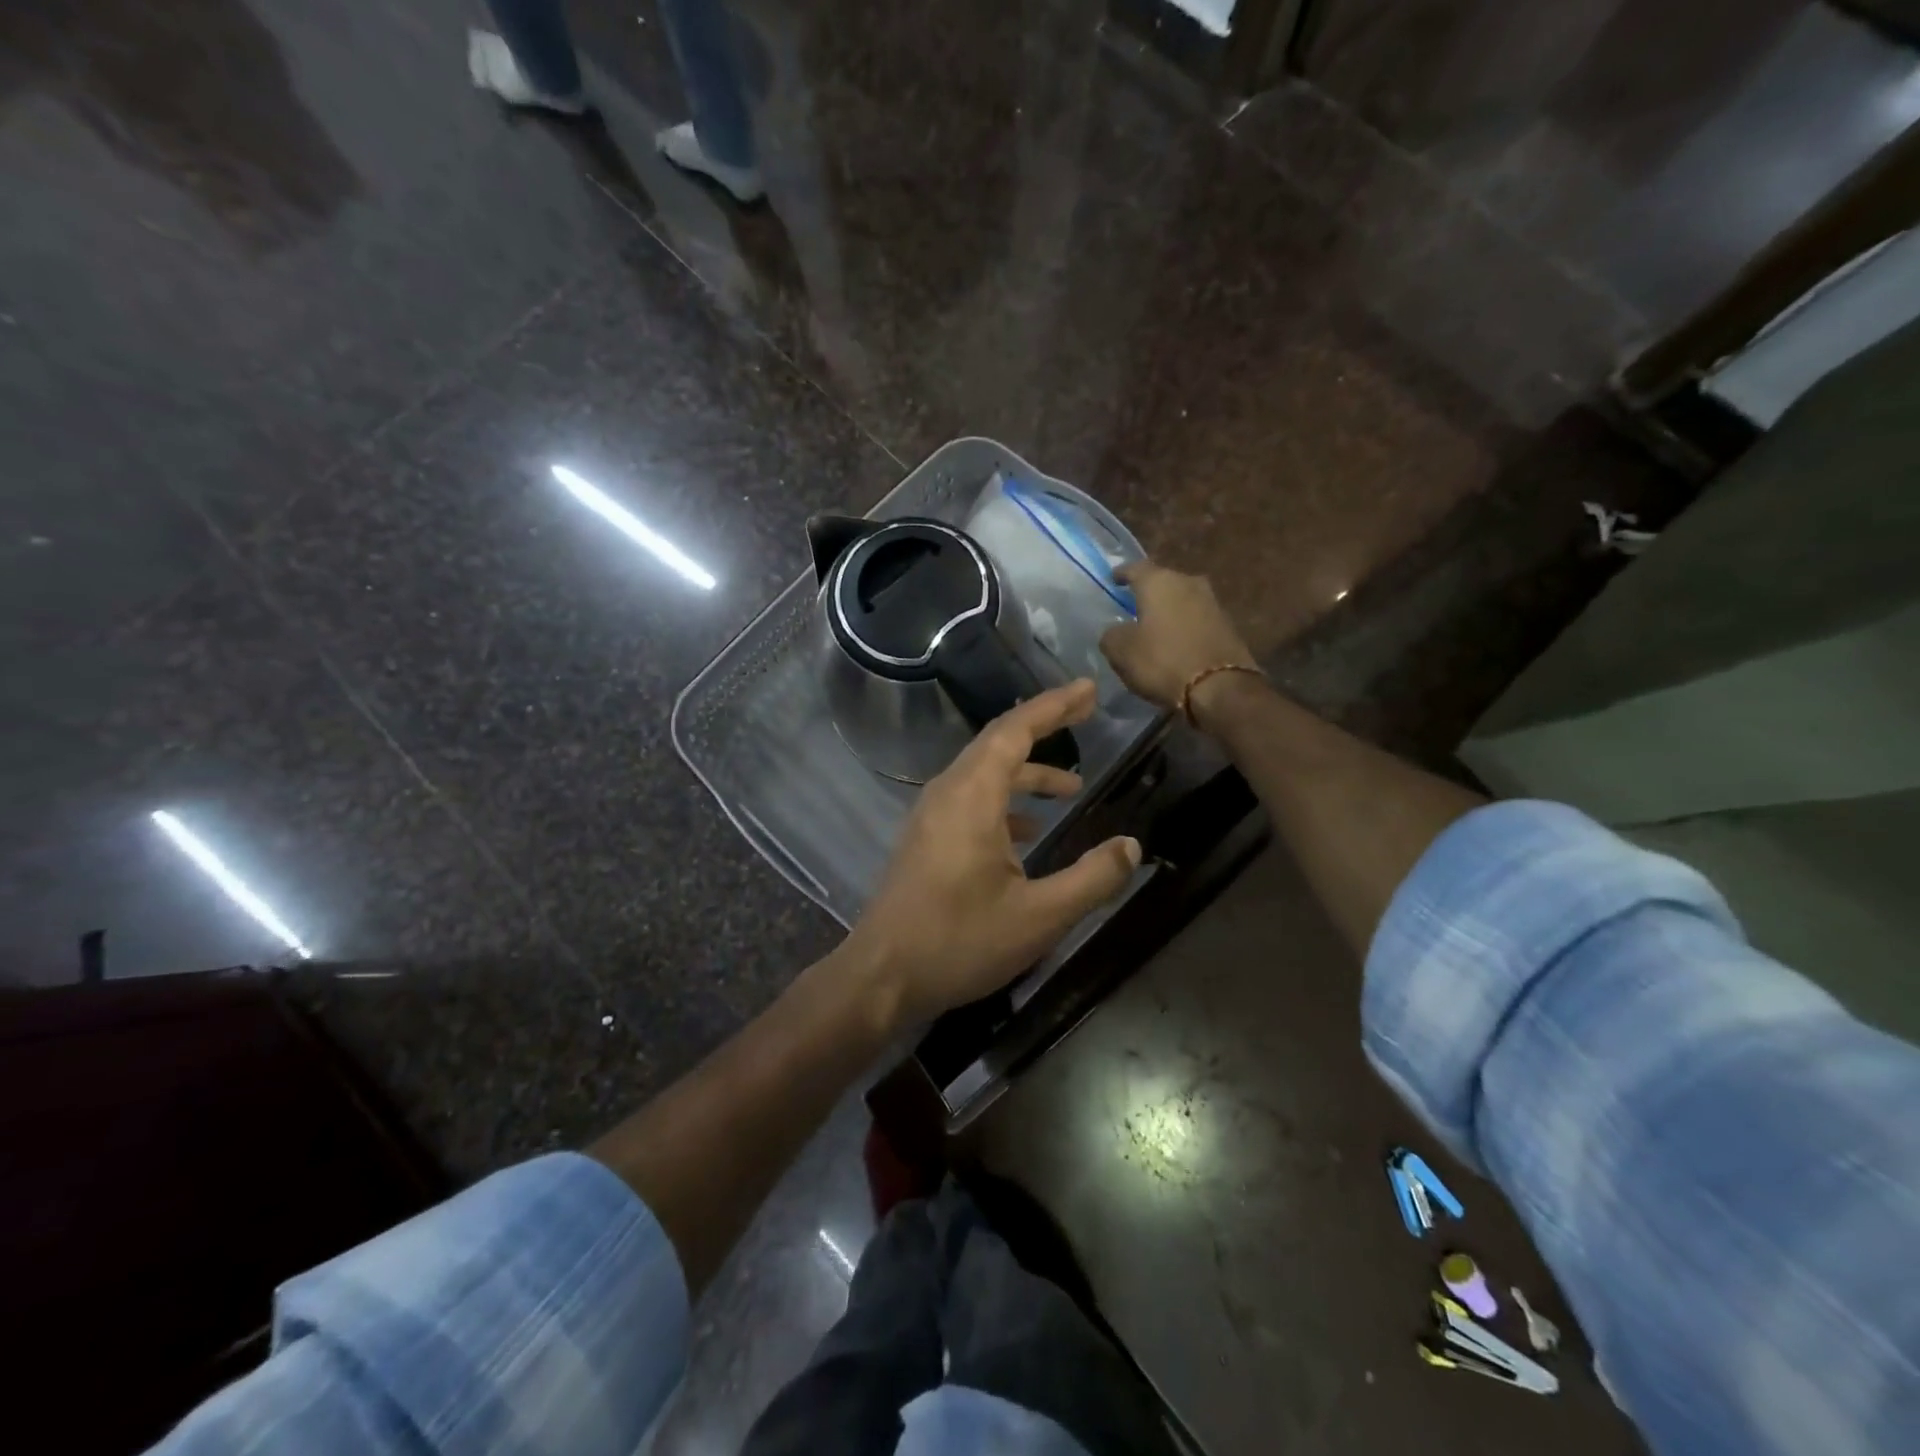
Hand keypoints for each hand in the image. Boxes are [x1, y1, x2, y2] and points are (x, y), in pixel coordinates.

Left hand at [845, 680, 1141, 1026]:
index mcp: (972, 797)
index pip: (1015, 730)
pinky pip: (970, 801)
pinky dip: (1004, 803)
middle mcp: (948, 793)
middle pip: (998, 742)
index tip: (1088, 690)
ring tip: (1069, 789)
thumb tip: (1131, 846)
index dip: (1054, 706)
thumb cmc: (959, 942)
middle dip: (1043, 726)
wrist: (882, 976)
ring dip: (1026, 773)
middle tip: (1084, 713)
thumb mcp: (1039, 917)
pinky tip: (1028, 834)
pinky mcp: (925, 839)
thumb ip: (1091, 878)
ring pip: (983, 774)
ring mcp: (931, 815)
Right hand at [1100, 560, 1255, 710]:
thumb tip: (1116, 631)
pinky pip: (1196, 619)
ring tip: (1153, 626)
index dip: (1121, 573)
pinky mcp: (1227, 625)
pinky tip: (1175, 641)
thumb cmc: (1163, 661)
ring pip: (1181, 600)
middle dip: (1147, 592)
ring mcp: (1212, 602)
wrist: (1220, 687)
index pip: (1135, 567)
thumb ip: (1111, 635)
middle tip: (1133, 605)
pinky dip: (1183, 626)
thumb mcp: (1121, 652)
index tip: (1113, 579)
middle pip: (1162, 581)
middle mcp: (1188, 583)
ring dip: (1168, 610)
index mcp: (1159, 582)